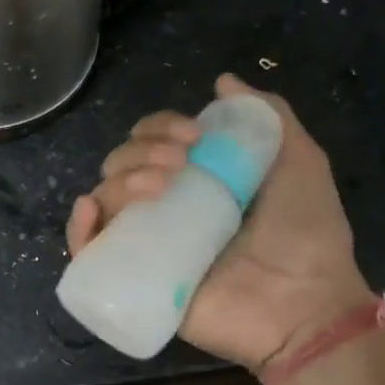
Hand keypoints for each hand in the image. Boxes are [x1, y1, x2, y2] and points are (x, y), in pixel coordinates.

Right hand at [66, 74, 372, 374]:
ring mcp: (149, 245)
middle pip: (122, 165)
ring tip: (159, 188)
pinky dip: (78, 230)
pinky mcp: (137, 282)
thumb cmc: (307, 233)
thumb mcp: (299, 160)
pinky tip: (91, 210)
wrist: (306, 304)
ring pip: (106, 199)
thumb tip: (224, 81)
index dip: (161, 127)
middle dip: (141, 151)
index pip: (153, 142)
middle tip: (179, 163)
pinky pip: (90, 254)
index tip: (193, 134)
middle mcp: (168, 208)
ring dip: (120, 179)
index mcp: (198, 180)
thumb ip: (267, 116)